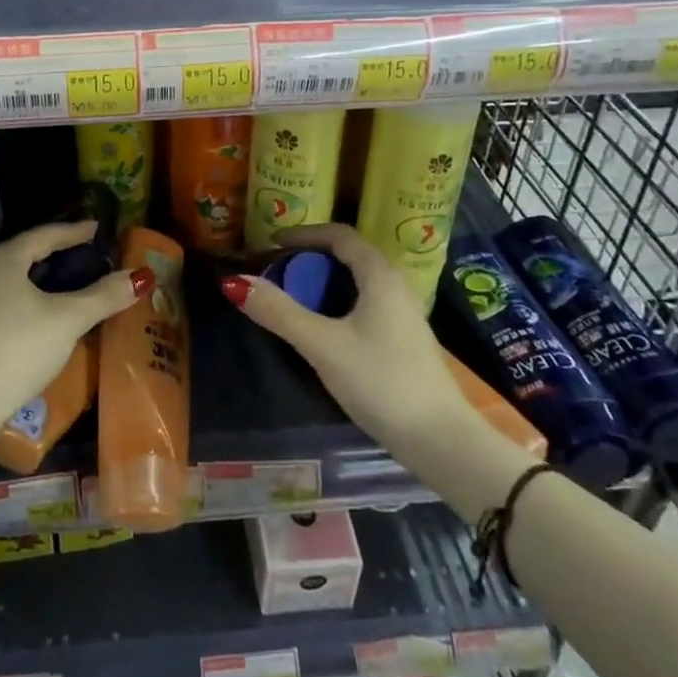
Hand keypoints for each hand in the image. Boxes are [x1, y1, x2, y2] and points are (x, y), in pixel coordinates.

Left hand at [0, 221, 150, 461]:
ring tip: (72, 281)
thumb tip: (141, 276)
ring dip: (45, 276)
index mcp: (6, 259)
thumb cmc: (19, 348)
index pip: (45, 234)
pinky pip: (11, 299)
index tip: (96, 229)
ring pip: (18, 278)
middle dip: (58, 251)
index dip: (73, 231)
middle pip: (28, 252)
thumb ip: (103, 296)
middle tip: (87, 252)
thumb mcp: (67, 319)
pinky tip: (48, 313)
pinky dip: (34, 297)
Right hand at [222, 225, 474, 459]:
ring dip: (325, 282)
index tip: (272, 243)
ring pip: (358, 282)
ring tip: (294, 296)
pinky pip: (366, 303)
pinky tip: (325, 327)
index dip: (304, 233)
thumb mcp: (322, 345)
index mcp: (380, 275)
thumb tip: (234, 281)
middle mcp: (396, 285)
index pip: (339, 235)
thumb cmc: (381, 382)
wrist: (443, 443)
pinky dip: (339, 302)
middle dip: (311, 257)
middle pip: (349, 255)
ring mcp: (405, 314)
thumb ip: (279, 312)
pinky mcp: (406, 340)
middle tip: (278, 270)